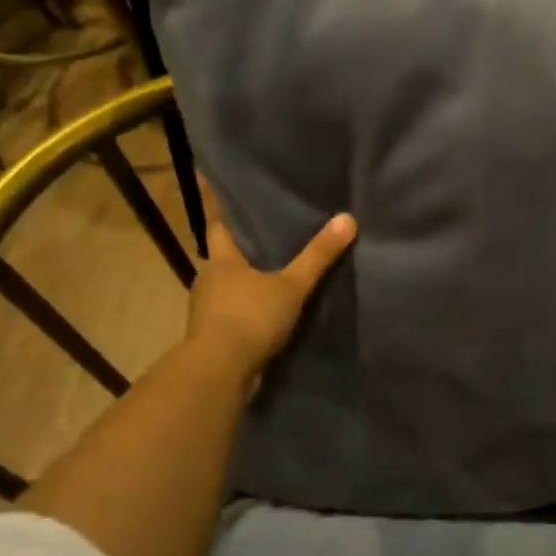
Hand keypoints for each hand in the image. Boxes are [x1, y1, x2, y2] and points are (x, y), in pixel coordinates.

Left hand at [185, 180, 355, 385]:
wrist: (219, 372)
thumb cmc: (250, 317)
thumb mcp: (292, 285)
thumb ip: (318, 255)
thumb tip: (348, 218)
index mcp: (221, 260)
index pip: (218, 224)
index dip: (219, 205)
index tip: (215, 184)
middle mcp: (208, 279)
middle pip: (223, 255)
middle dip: (239, 245)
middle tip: (262, 230)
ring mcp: (207, 309)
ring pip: (226, 284)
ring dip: (243, 278)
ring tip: (270, 269)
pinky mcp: (213, 334)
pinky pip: (231, 311)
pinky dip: (246, 306)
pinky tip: (265, 308)